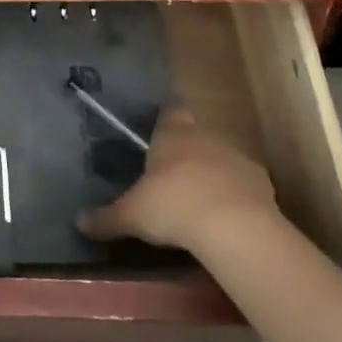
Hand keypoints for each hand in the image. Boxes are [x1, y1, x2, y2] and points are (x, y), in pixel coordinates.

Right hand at [77, 106, 279, 251]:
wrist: (234, 227)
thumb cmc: (173, 207)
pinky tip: (226, 220)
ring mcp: (238, 158)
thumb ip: (106, 218)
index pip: (169, 114)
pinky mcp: (263, 184)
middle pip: (196, 136)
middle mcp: (205, 137)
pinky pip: (244, 185)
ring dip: (213, 175)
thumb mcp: (131, 216)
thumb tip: (78, 222)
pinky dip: (236, 197)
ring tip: (199, 204)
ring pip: (222, 159)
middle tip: (171, 179)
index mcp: (172, 135)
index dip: (165, 123)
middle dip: (186, 153)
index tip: (158, 138)